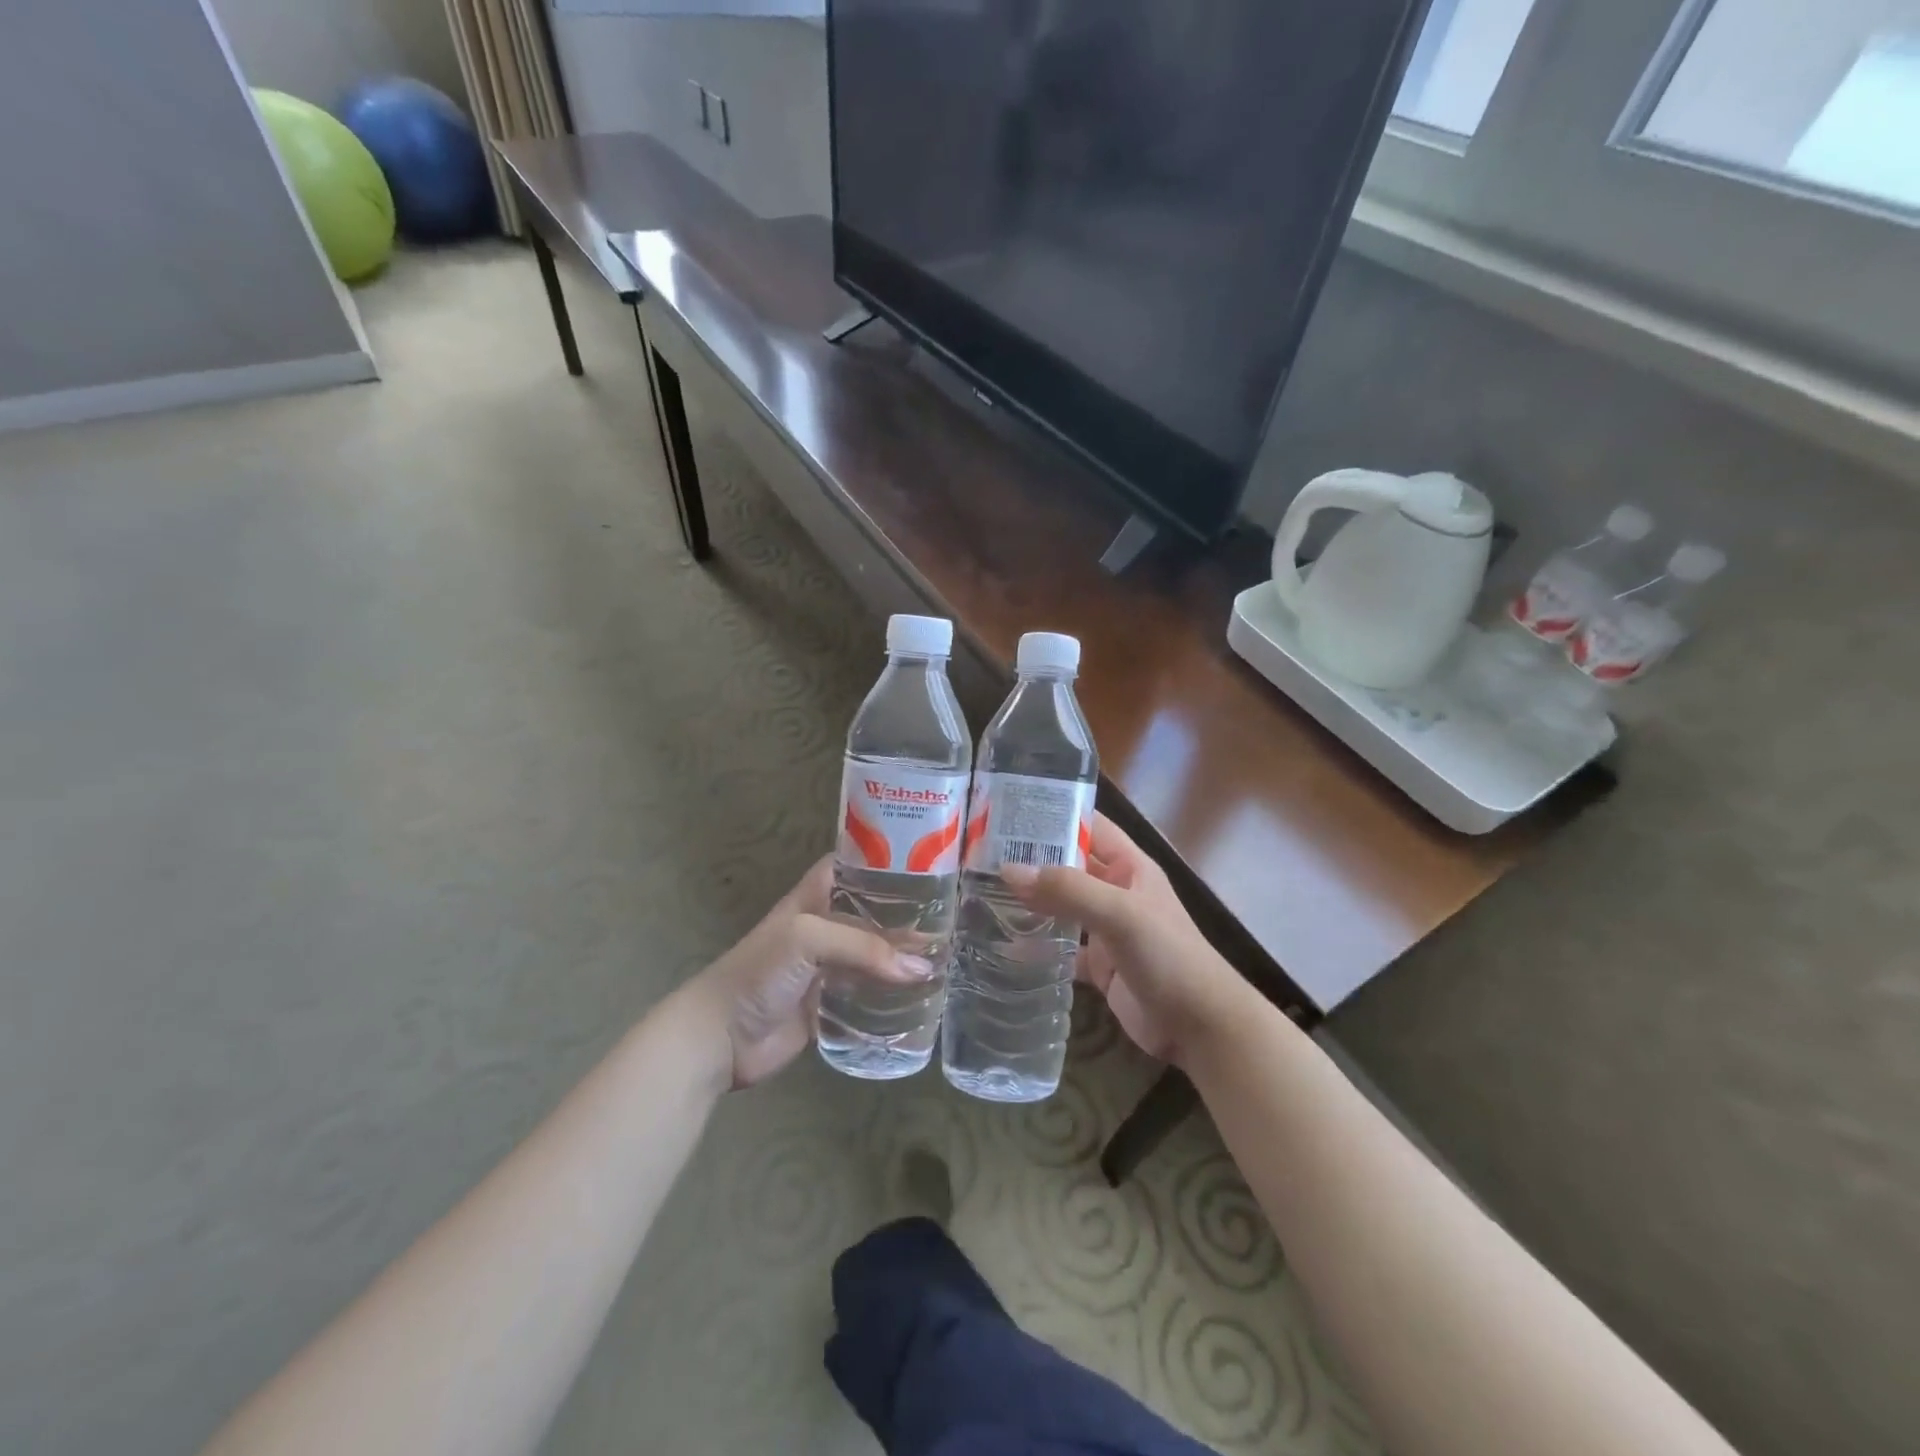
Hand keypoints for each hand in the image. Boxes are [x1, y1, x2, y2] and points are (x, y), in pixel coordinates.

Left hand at [685, 856, 933, 1088]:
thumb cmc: (760, 971)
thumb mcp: (809, 938)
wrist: (721, 1036)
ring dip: (905, 956)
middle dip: (908, 914)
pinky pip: (870, 993)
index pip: (856, 866)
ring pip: (876, 954)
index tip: (931, 862)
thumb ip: (866, 948)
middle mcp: (826, 925)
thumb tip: (923, 968)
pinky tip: (926, 993)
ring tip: (950, 955)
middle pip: (874, 913)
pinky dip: (895, 992)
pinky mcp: (832, 1003)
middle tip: (954, 916)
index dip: (888, 861)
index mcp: (816, 896)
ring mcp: (829, 966)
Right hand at [1003, 815, 1252, 1066]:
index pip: (1088, 826)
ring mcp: (1106, 929)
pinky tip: (1003, 946)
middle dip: (1031, 860)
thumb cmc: (1168, 956)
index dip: (1053, 816)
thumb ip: (1068, 890)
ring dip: (1030, 901)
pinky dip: (1036, 947)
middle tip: (979, 856)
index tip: (1006, 813)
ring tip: (981, 893)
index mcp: (1128, 866)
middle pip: (1068, 866)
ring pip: (1061, 906)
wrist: (1201, 1027)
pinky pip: (1060, 948)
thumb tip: (1009, 870)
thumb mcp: (1120, 913)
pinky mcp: (1099, 965)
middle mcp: (1115, 891)